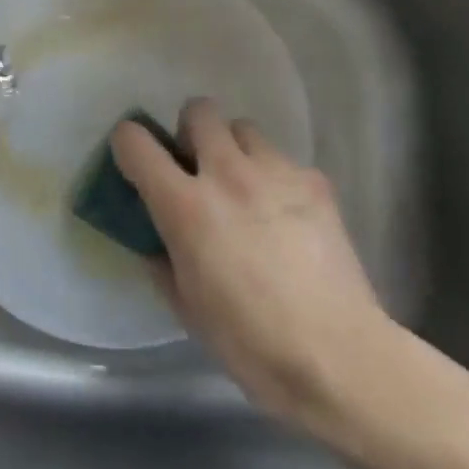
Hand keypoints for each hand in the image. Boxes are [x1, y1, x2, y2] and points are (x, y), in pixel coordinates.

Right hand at [111, 98, 402, 436]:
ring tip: (246, 189)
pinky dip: (276, 179)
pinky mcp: (315, 182)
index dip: (128, 144)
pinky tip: (287, 217)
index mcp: (186, 206)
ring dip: (235, 150)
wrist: (340, 358)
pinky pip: (285, 161)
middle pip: (199, 110)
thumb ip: (162, 260)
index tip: (135, 163)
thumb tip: (157, 240)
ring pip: (244, 128)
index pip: (135, 142)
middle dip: (191, 132)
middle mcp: (227, 174)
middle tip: (198, 169)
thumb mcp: (186, 308)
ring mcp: (275, 172)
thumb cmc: (251, 343)